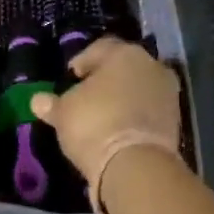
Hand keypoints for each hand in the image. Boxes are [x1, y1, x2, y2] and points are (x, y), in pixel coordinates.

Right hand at [28, 38, 181, 196]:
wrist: (136, 165)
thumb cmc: (94, 124)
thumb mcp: (63, 113)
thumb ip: (51, 103)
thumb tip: (38, 100)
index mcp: (124, 54)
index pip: (99, 48)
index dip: (82, 62)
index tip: (71, 78)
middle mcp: (152, 66)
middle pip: (123, 67)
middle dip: (106, 79)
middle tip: (86, 95)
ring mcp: (168, 94)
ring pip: (139, 89)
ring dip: (122, 98)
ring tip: (102, 116)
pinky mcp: (175, 121)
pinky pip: (148, 111)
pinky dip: (134, 117)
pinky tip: (118, 131)